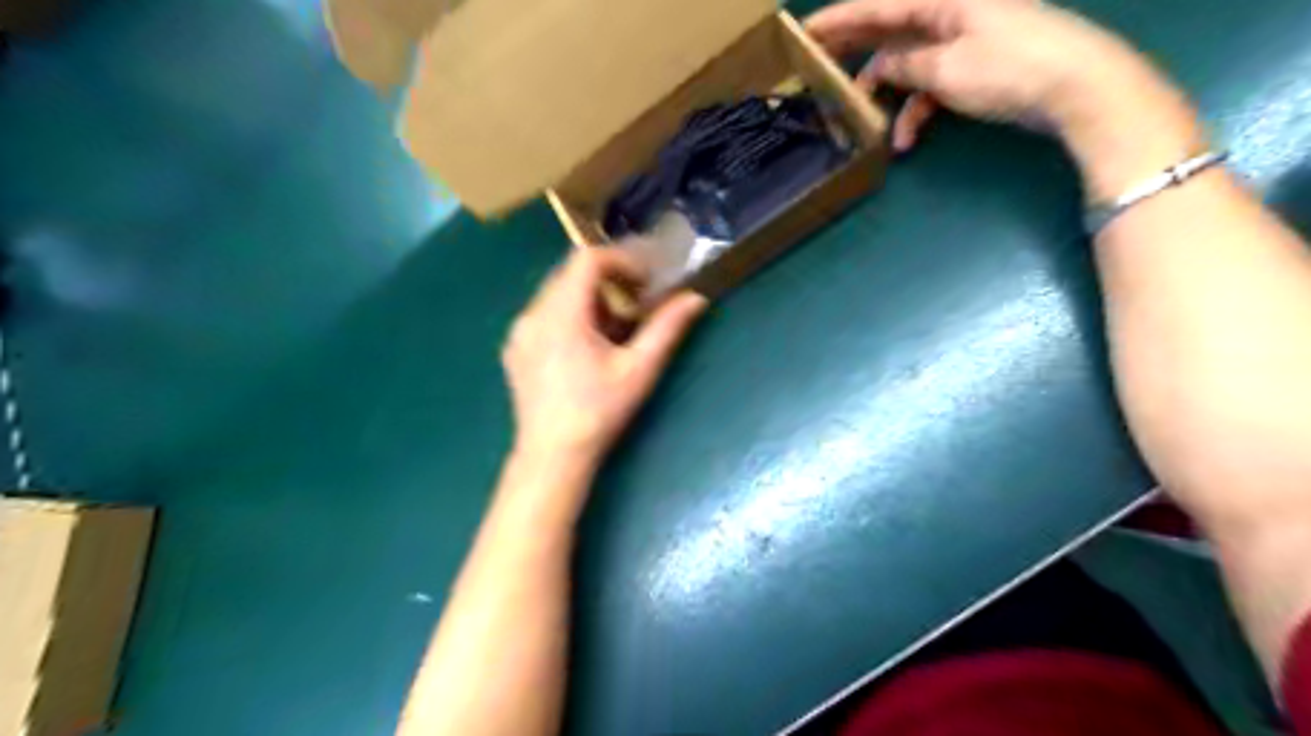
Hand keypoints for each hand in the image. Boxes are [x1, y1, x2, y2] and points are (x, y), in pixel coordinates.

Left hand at [503, 247, 705, 473]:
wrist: (552, 457)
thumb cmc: (598, 413)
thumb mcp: (639, 370)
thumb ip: (666, 328)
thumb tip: (696, 298)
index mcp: (561, 314)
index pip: (587, 259)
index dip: (621, 259)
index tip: (646, 281)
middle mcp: (532, 314)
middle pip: (570, 274)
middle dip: (608, 279)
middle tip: (637, 302)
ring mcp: (519, 333)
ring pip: (556, 294)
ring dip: (589, 299)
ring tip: (615, 328)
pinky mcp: (514, 350)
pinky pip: (543, 316)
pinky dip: (570, 316)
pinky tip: (587, 348)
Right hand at [811, 0, 1207, 198]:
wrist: (1078, 87)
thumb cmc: (1010, 68)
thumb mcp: (947, 69)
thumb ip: (906, 66)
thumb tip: (881, 68)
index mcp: (942, 0)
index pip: (878, 7)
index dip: (838, 20)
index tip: (803, 33)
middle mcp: (949, 13)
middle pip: (889, 30)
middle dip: (854, 52)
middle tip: (816, 68)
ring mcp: (963, 41)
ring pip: (908, 65)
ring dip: (888, 97)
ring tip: (866, 126)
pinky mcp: (975, 66)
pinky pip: (932, 85)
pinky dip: (918, 110)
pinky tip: (908, 139)